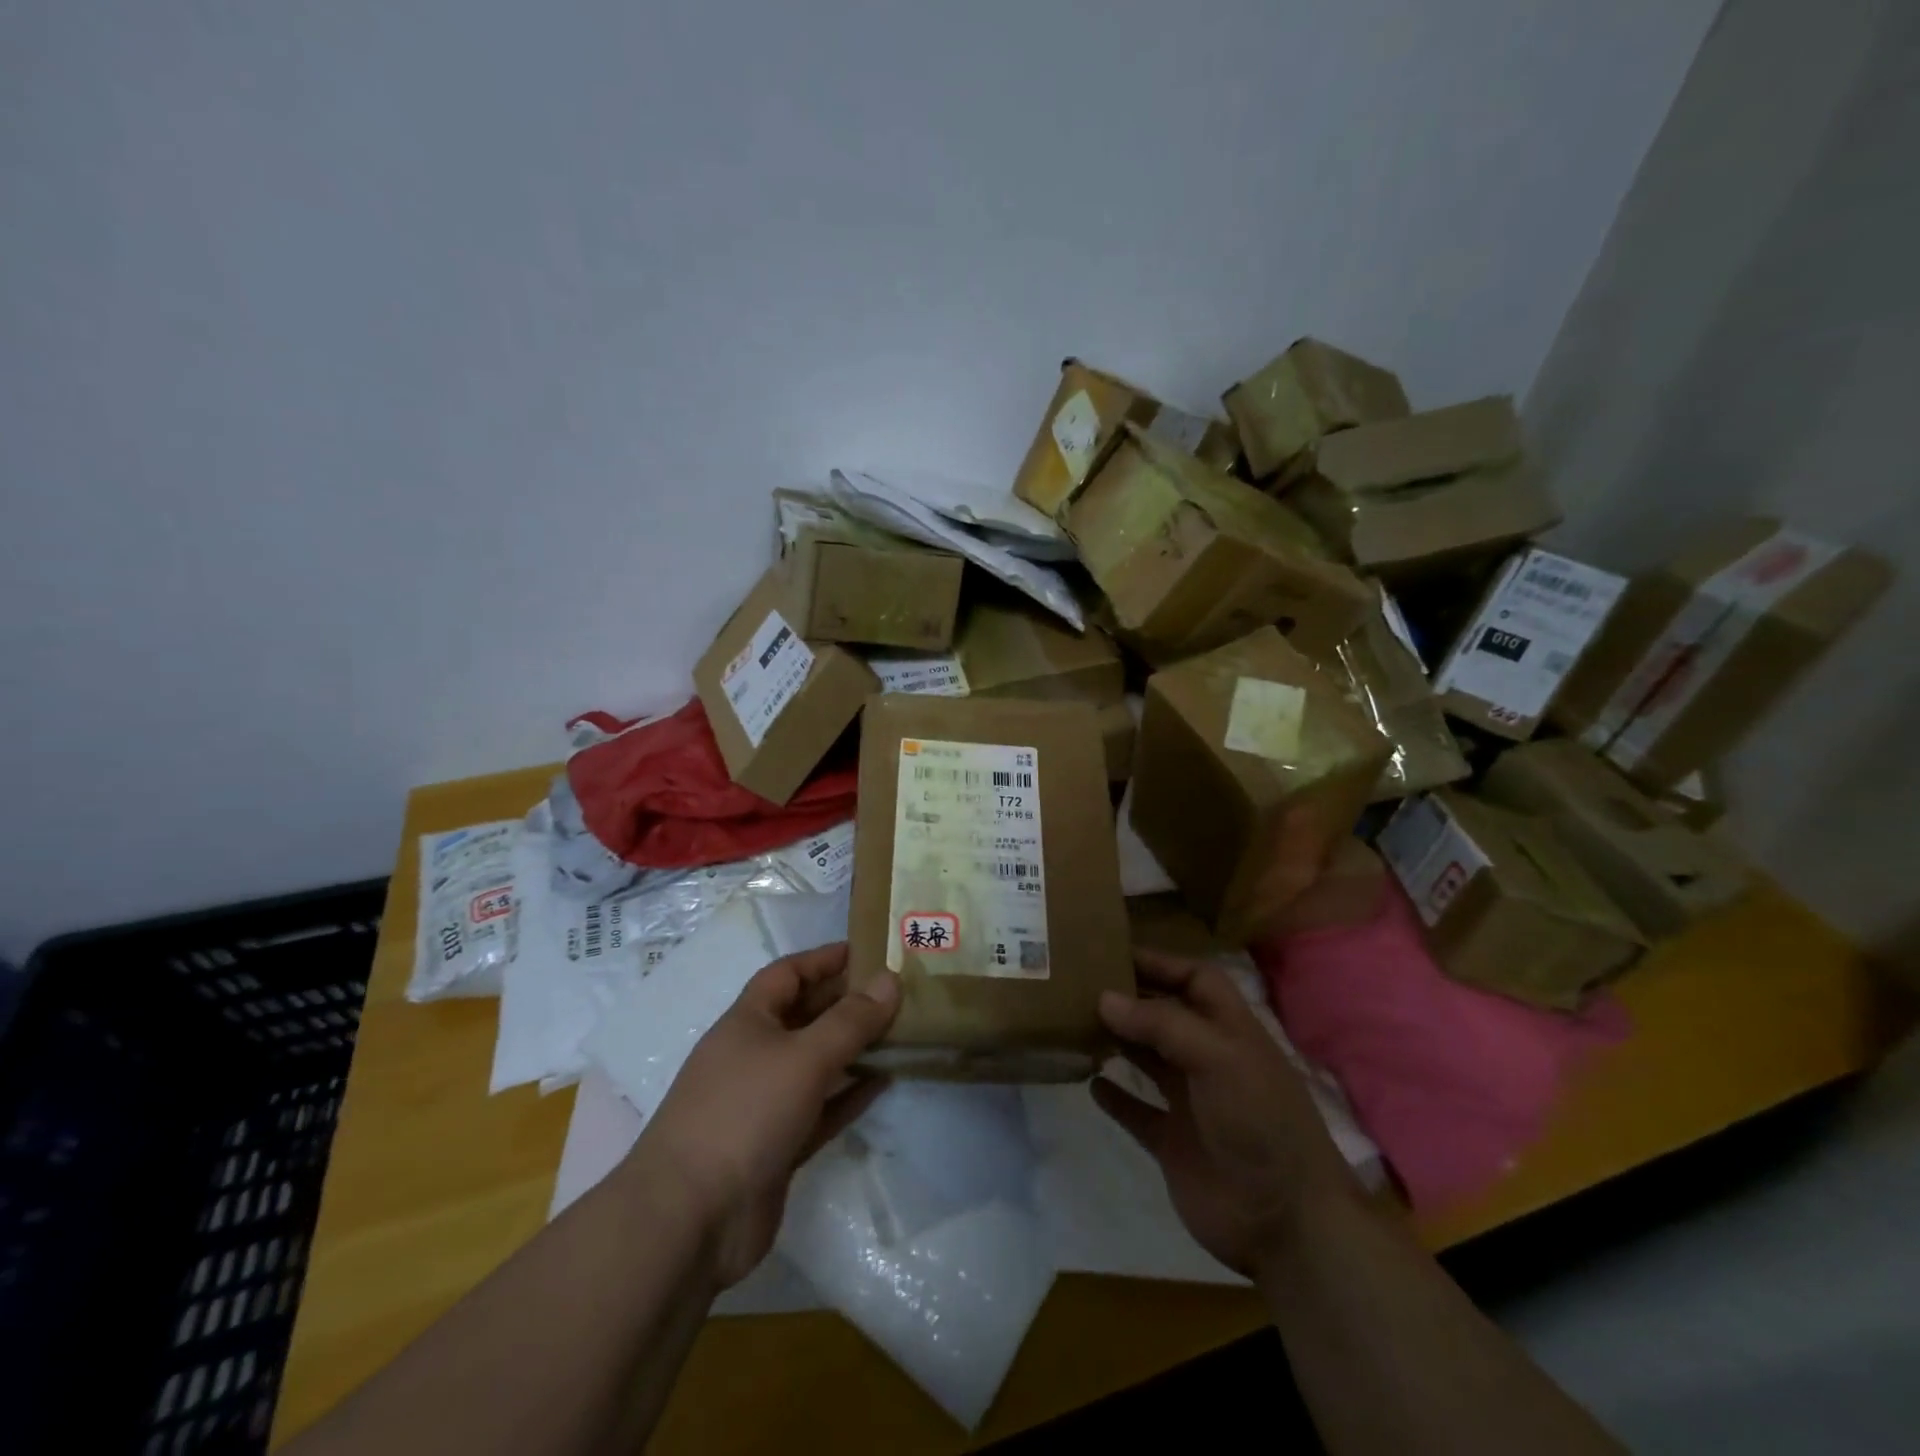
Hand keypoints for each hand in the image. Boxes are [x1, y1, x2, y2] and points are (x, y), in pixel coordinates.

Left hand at [621, 942, 899, 1288]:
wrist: (690, 1220)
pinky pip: (821, 1108)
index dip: (825, 958)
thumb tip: (890, 979)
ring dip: (854, 1048)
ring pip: (816, 1063)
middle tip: (898, 992)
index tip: (869, 950)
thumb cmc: (744, 1114)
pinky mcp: (777, 1146)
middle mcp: (754, 1055)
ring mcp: (764, 1103)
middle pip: (805, 1016)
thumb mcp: (804, 1057)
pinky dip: (849, 1094)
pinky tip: (884, 1083)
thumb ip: (851, 1020)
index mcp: (748, 1021)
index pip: (788, 973)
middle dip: (847, 1002)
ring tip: (902, 1032)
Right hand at [1093, 950, 1355, 1276]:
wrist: (1286, 1223)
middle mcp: (1209, 1060)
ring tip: (1076, 1024)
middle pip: (1165, 1015)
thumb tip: (1105, 998)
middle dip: (1130, 998)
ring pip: (1147, 1060)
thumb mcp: (1219, 1058)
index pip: (1196, 980)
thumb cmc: (1260, 1122)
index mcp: (1231, 1031)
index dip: (1161, 963)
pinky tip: (1090, 1083)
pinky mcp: (1173, 1143)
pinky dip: (1115, 1096)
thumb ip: (1162, 1023)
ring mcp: (1191, 1103)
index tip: (1114, 952)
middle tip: (1081, 984)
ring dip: (1118, 1042)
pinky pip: (1137, 1111)